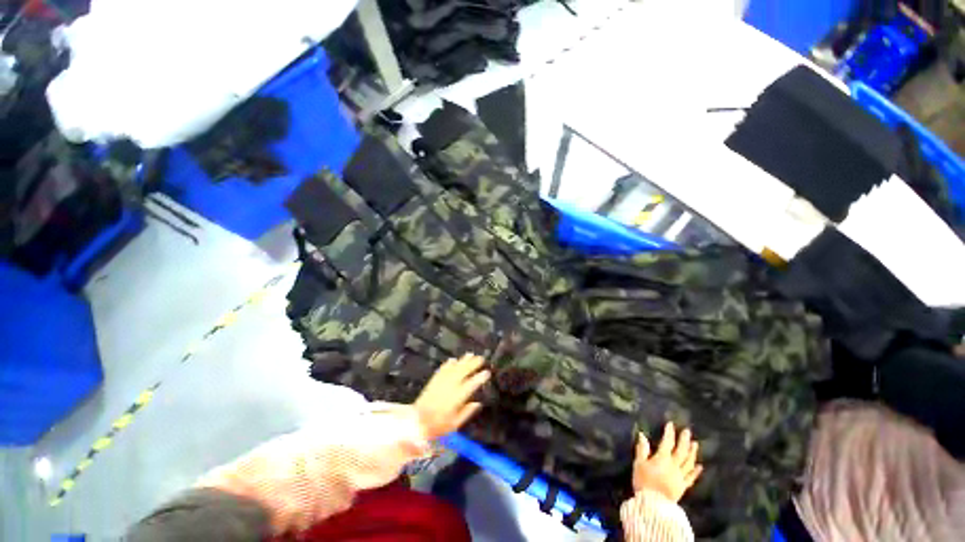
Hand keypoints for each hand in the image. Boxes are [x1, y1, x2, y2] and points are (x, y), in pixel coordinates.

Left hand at [414, 354, 490, 439]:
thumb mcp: (455, 424)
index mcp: (457, 397)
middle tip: (481, 358)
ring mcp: (441, 381)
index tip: (487, 372)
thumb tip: (477, 403)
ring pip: (454, 367)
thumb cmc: (438, 426)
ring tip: (470, 355)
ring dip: (463, 360)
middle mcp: (450, 386)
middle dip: (473, 364)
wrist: (417, 422)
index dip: (480, 377)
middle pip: (463, 371)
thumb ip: (467, 412)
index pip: (471, 384)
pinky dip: (448, 363)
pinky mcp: (434, 380)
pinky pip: (443, 369)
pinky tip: (453, 360)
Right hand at [632, 422, 702, 502]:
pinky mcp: (683, 486)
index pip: (667, 442)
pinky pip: (691, 477)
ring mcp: (680, 476)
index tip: (671, 424)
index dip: (669, 433)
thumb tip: (642, 435)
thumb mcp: (639, 463)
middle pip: (681, 451)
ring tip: (695, 444)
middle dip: (684, 440)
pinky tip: (699, 466)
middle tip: (687, 431)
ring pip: (688, 462)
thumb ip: (642, 449)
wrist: (653, 504)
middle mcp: (674, 465)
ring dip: (692, 452)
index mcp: (662, 458)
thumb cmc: (643, 481)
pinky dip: (696, 471)